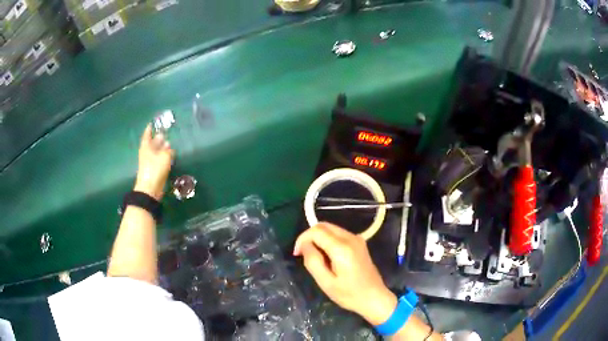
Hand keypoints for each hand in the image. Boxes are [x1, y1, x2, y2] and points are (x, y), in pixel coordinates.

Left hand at [134, 125, 174, 200]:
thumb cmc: (155, 170)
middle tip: (164, 133)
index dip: (149, 129)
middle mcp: (146, 153)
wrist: (150, 189)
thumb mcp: (164, 157)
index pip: (147, 135)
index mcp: (146, 147)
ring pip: (156, 152)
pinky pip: (159, 160)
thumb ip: (167, 149)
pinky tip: (169, 157)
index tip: (152, 124)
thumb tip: (167, 143)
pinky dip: (163, 157)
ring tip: (169, 144)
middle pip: (152, 143)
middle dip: (158, 139)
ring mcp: (149, 162)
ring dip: (162, 148)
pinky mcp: (153, 170)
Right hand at [293, 223, 397, 324]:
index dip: (302, 239)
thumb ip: (313, 261)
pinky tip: (327, 257)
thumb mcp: (326, 282)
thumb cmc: (349, 294)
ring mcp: (357, 239)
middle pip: (324, 225)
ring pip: (331, 228)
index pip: (316, 231)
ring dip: (318, 238)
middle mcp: (351, 238)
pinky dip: (327, 240)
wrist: (374, 298)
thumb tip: (304, 245)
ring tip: (315, 257)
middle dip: (309, 236)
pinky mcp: (359, 242)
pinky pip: (338, 234)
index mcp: (342, 248)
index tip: (297, 254)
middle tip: (303, 254)